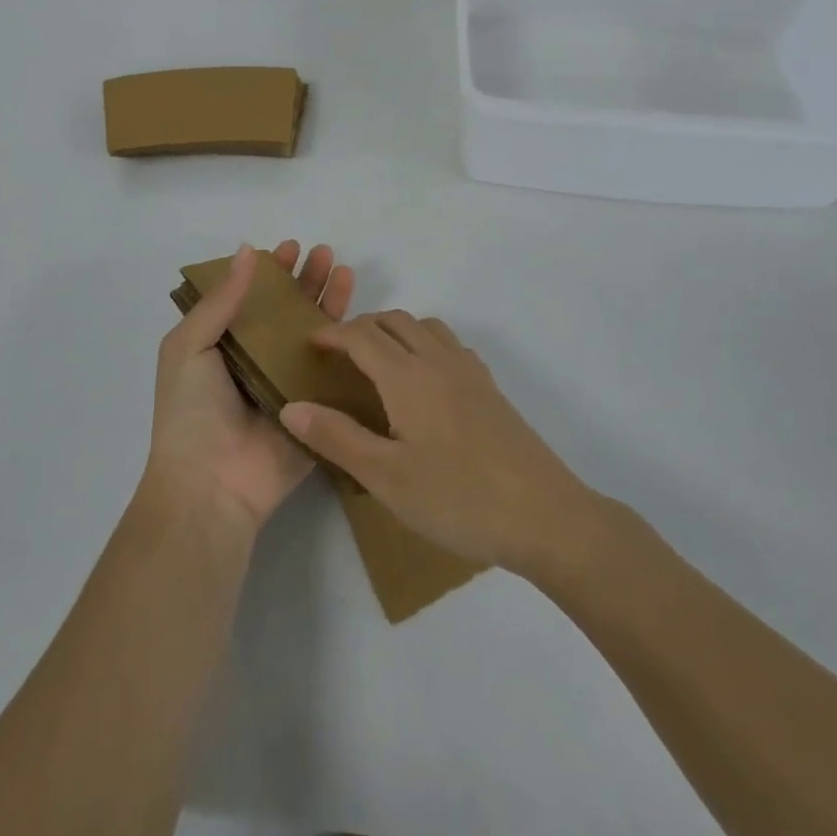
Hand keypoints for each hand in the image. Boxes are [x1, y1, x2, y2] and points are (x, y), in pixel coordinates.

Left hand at [142, 241, 354, 530]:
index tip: (288, 248)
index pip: (251, 300)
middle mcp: (257, 361)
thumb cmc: (191, 412)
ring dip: (329, 302)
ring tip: (343, 270)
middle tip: (323, 253)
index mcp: (224, 347)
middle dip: (304, 280)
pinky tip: (363, 318)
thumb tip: (247, 250)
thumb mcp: (189, 347)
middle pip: (287, 312)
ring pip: (314, 335)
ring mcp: (289, 386)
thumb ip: (221, 301)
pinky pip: (335, 374)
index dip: (269, 273)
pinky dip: (349, 346)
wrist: (211, 486)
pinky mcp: (316, 410)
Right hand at [279, 312, 589, 573]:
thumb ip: (337, 438)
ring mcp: (470, 371)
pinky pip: (450, 345)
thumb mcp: (386, 477)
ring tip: (378, 362)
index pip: (362, 335)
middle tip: (338, 355)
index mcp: (408, 376)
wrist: (544, 515)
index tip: (309, 345)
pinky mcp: (491, 387)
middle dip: (361, 327)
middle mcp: (438, 360)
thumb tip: (291, 405)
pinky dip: (425, 344)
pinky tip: (425, 381)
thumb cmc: (458, 498)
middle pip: (394, 320)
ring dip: (395, 330)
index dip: (332, 333)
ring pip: (425, 327)